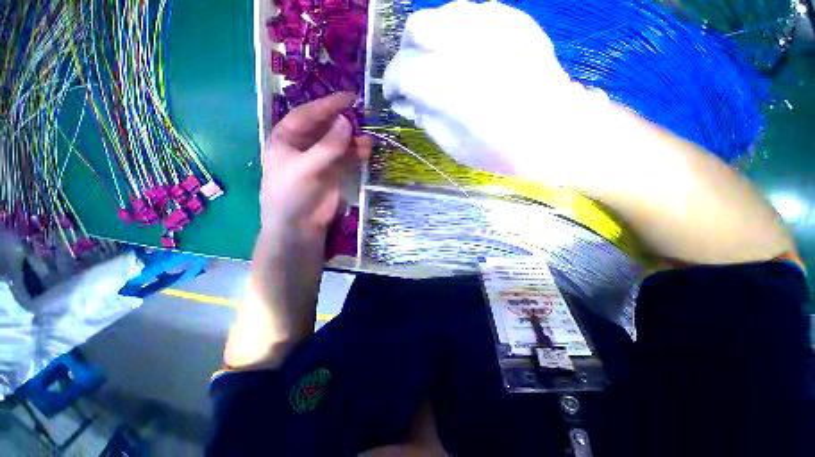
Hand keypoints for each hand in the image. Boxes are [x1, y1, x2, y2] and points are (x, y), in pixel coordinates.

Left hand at [260, 92, 369, 242]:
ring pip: (339, 143)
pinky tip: (366, 149)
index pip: (307, 115)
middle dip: (343, 122)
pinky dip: (357, 153)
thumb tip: (347, 122)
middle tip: (363, 115)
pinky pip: (348, 158)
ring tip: (368, 137)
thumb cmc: (292, 195)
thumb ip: (328, 146)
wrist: (300, 227)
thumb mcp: (306, 167)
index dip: (327, 105)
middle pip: (325, 127)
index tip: (349, 97)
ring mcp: (322, 160)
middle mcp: (304, 146)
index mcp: (287, 139)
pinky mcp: (335, 173)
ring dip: (353, 139)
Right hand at [382, 0, 619, 184]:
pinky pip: (471, 13)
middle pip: (418, 28)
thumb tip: (408, 100)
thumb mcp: (454, 145)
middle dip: (407, 53)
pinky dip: (457, 32)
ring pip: (443, 14)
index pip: (403, 70)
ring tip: (437, 65)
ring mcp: (494, 26)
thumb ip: (426, 117)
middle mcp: (468, 46)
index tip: (393, 95)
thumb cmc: (502, 150)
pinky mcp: (513, 21)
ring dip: (430, 39)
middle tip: (413, 76)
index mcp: (451, 86)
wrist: (558, 134)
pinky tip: (464, 54)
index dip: (391, 83)